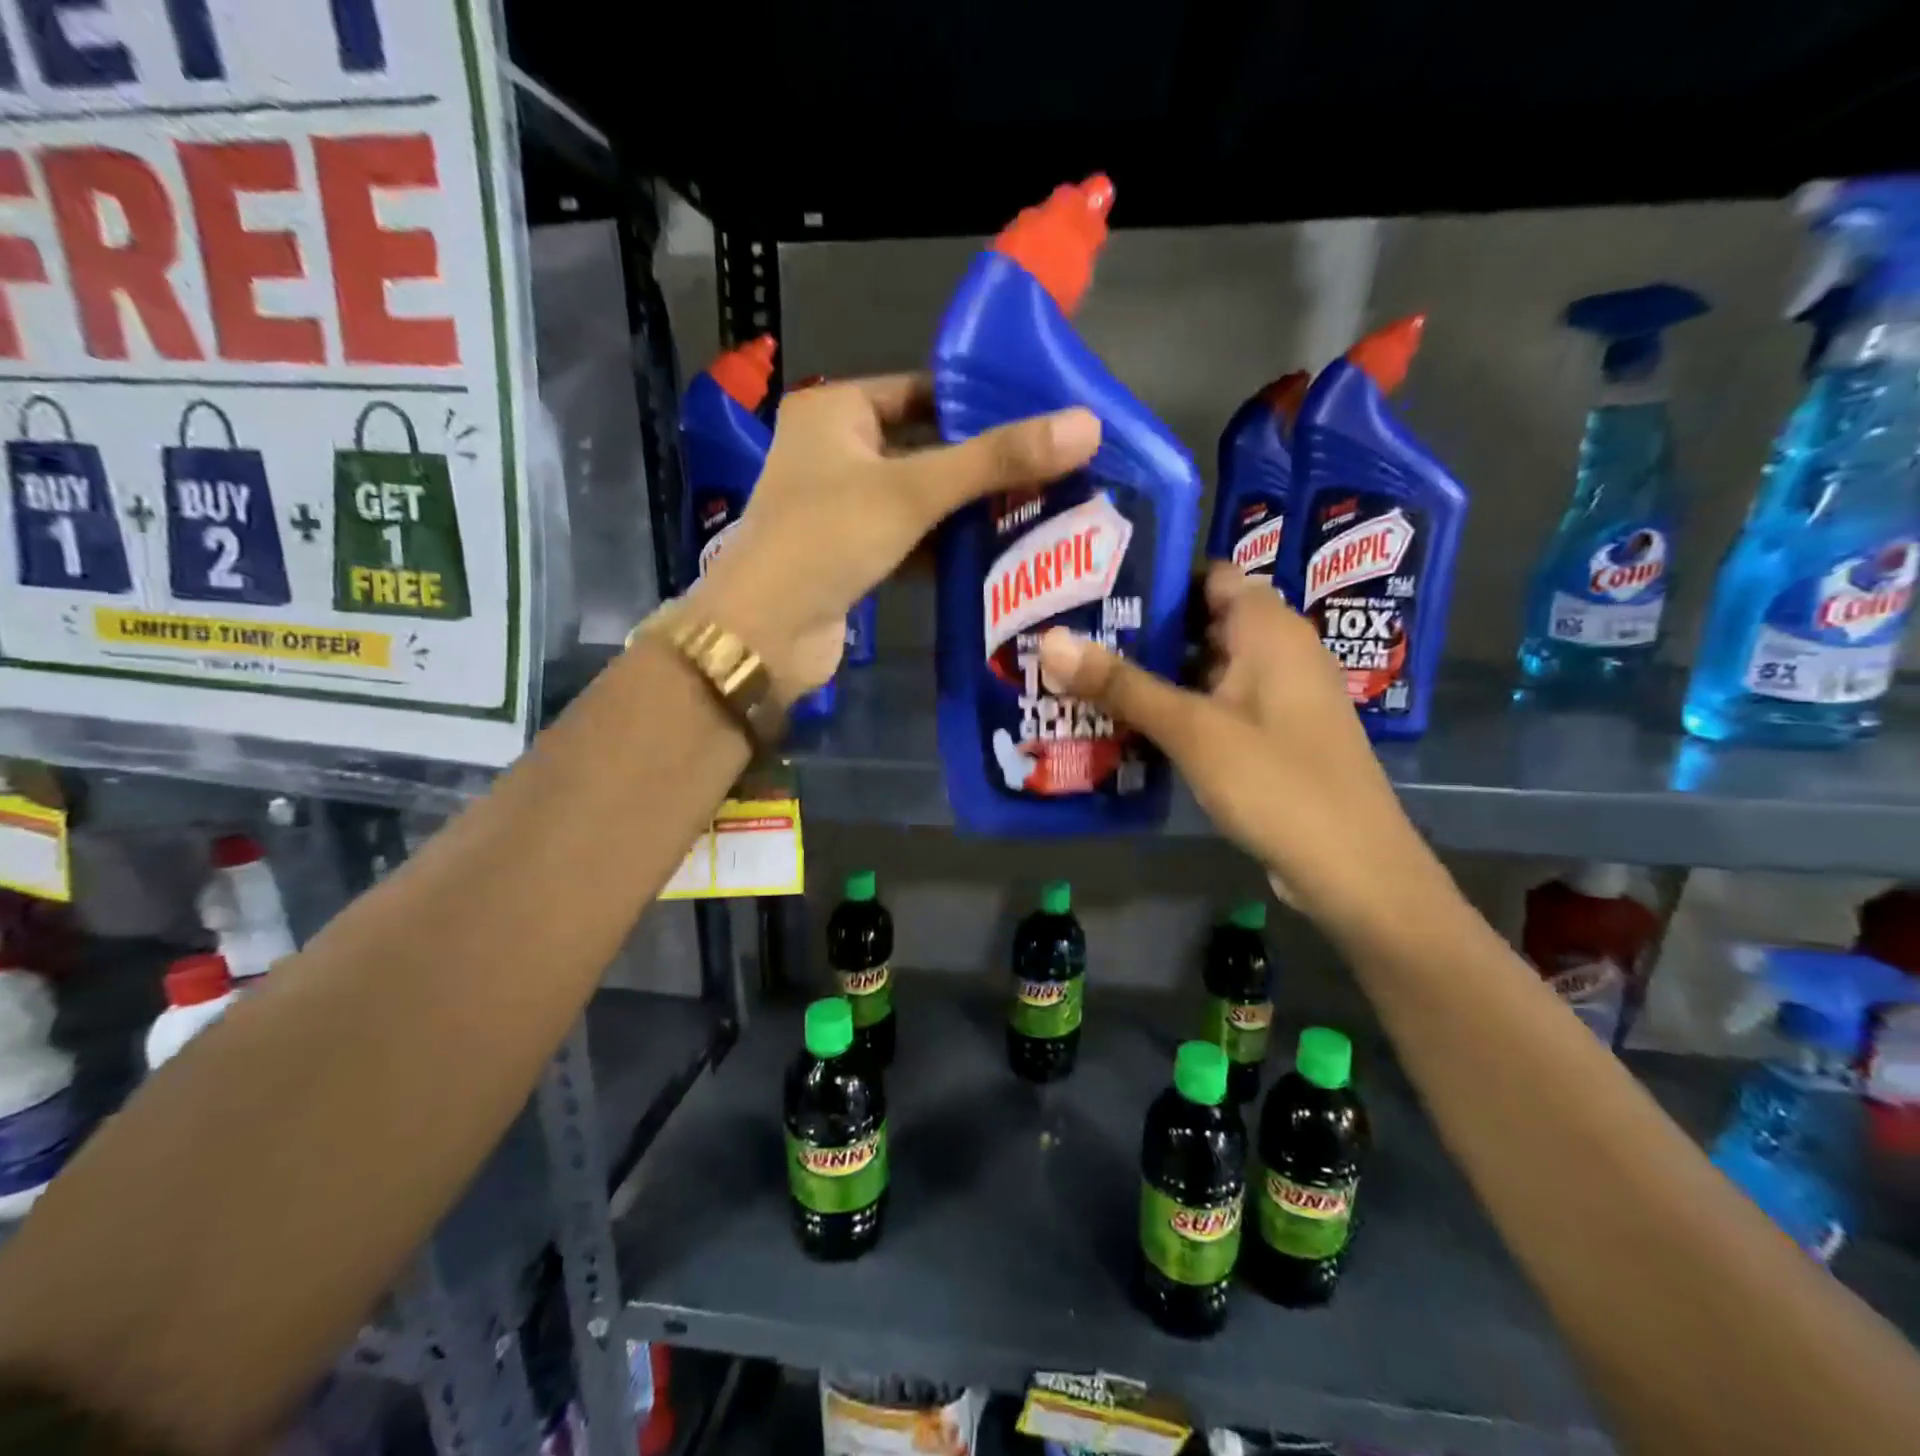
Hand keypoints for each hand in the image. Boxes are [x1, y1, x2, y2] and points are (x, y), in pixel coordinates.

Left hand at [690, 373, 1100, 703]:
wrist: (766, 634)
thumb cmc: (828, 539)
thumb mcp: (914, 490)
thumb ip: (995, 460)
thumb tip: (1087, 426)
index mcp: (835, 411)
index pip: (921, 390)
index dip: (979, 402)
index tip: (1041, 418)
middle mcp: (834, 452)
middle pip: (925, 446)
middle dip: (983, 463)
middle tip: (1055, 467)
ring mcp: (841, 508)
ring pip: (920, 498)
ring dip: (969, 509)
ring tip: (1043, 507)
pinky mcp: (852, 556)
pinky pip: (910, 539)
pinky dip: (946, 546)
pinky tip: (998, 552)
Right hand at [1036, 564, 1439, 931]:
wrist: (1352, 869)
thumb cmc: (1276, 782)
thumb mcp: (1192, 729)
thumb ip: (1122, 685)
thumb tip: (1050, 641)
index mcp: (1270, 629)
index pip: (1210, 575)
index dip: (1158, 576)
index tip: (1098, 585)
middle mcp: (1279, 652)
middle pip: (1204, 622)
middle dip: (1144, 629)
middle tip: (1077, 633)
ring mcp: (1277, 698)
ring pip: (1207, 668)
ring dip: (1156, 673)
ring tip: (1088, 675)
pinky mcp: (1272, 737)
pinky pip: (1217, 706)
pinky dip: (1178, 708)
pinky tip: (1130, 723)